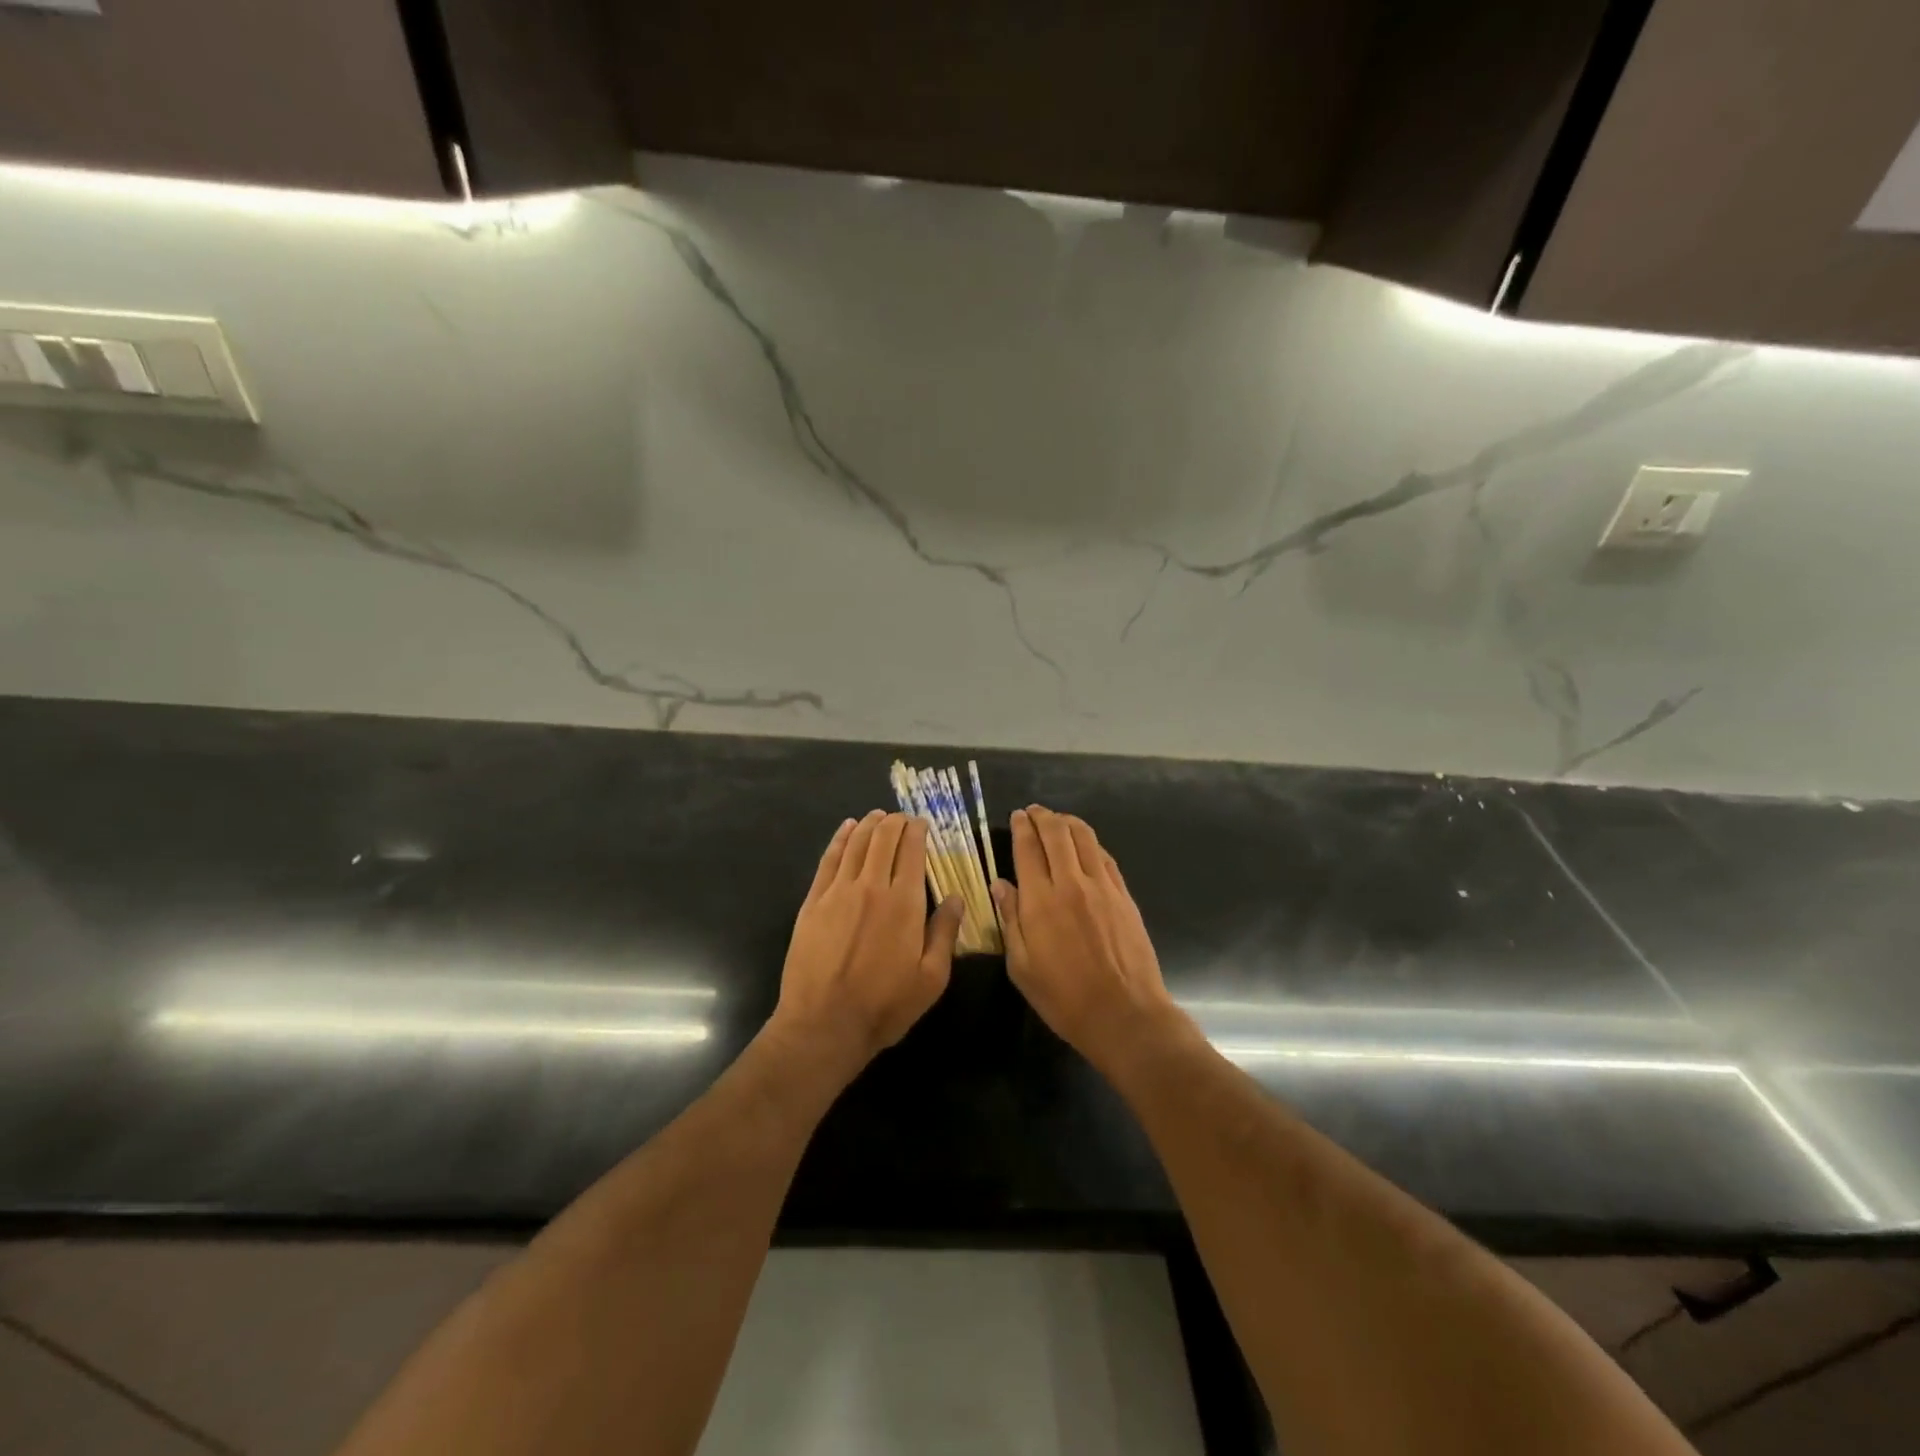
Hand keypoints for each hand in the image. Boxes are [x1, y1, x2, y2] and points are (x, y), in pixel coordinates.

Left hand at [770, 811, 963, 1076]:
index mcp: (905, 902)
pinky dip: (840, 839)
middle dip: (896, 822)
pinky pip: (829, 859)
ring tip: (878, 816)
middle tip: (902, 819)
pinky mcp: (813, 902)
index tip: (923, 824)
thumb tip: (956, 896)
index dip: (918, 830)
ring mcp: (838, 891)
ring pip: (856, 843)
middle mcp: (872, 886)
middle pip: (883, 838)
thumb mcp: (931, 978)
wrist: (824, 1024)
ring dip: (869, 824)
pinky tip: (846, 829)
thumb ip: (945, 933)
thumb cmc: (885, 1006)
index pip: (912, 850)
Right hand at [993, 806, 1180, 1071]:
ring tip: (1058, 820)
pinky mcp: (1124, 896)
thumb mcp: (1022, 967)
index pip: (1028, 849)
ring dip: (1068, 822)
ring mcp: (1102, 887)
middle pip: (1057, 834)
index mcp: (1040, 901)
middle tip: (1034, 812)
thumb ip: (1010, 920)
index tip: (1017, 816)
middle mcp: (1071, 883)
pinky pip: (1105, 857)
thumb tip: (1000, 885)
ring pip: (1084, 838)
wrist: (1124, 1014)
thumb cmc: (1064, 998)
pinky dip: (1091, 843)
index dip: (1022, 827)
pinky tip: (1085, 845)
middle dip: (1043, 817)